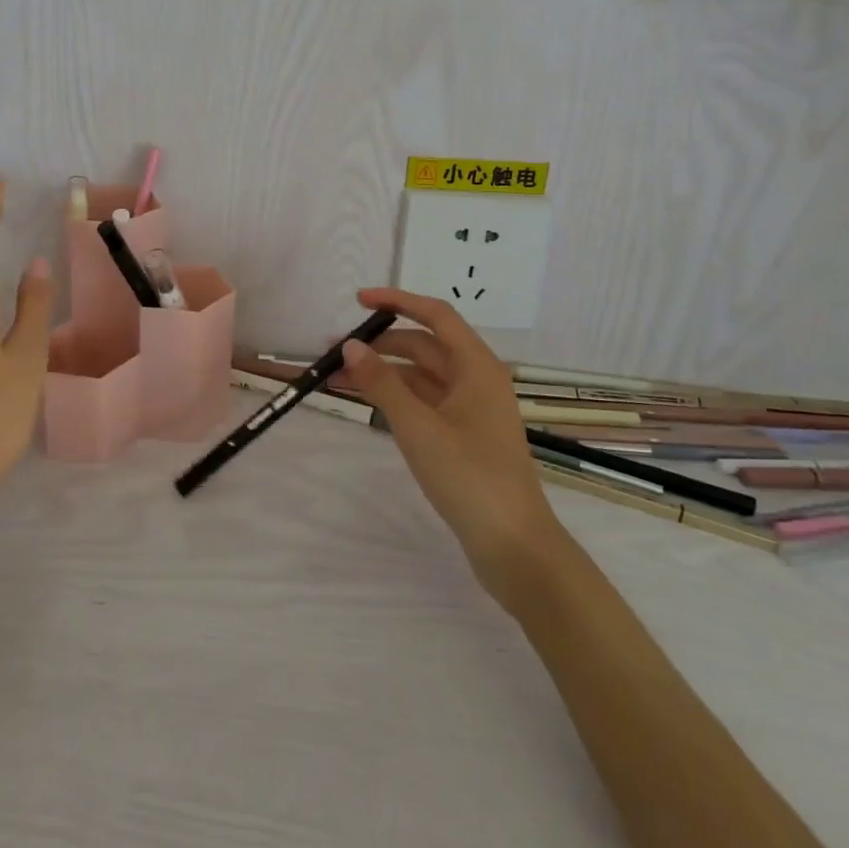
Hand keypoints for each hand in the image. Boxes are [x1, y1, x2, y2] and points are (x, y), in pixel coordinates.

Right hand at [341, 288, 567, 598]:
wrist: (513, 547)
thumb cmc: (469, 476)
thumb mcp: (418, 426)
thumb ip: (382, 382)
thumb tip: (350, 345)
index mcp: (477, 367)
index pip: (436, 315)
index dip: (397, 301)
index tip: (358, 300)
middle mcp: (476, 380)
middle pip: (424, 346)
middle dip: (380, 344)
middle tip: (335, 351)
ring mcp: (471, 410)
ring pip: (421, 376)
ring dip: (383, 372)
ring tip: (338, 379)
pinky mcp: (463, 436)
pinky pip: (424, 401)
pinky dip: (395, 396)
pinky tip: (367, 402)